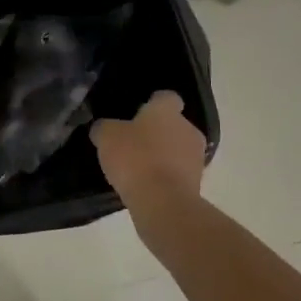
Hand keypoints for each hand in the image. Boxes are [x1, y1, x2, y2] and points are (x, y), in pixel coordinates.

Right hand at [90, 90, 207, 212]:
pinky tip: (147, 187)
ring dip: (164, 156)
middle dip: (158, 132)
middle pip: (174, 125)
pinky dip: (166, 178)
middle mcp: (188, 128)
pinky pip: (179, 174)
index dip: (152, 104)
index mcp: (167, 110)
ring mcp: (196, 157)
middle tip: (134, 143)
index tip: (138, 114)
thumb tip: (103, 128)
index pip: (166, 97)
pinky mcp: (197, 184)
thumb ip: (104, 128)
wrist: (163, 203)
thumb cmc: (135, 158)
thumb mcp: (106, 137)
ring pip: (179, 150)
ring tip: (140, 169)